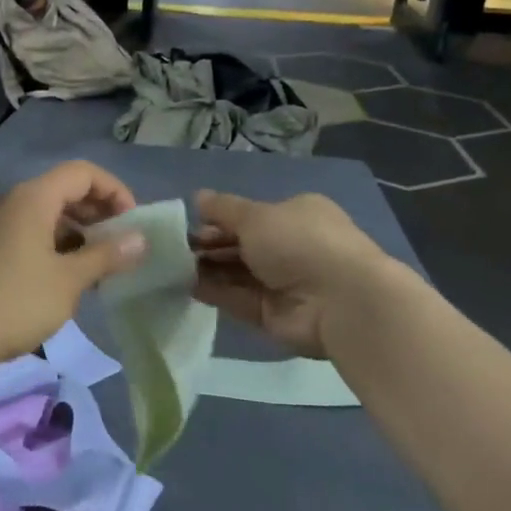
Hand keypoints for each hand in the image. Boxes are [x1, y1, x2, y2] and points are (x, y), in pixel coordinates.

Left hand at [0, 161, 145, 365]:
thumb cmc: (17, 301)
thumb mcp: (70, 280)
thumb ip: (107, 255)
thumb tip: (140, 239)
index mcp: (32, 198)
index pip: (83, 173)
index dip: (114, 190)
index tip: (131, 222)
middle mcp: (11, 201)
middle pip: (64, 190)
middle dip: (97, 212)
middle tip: (120, 243)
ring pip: (46, 214)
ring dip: (77, 231)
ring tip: (98, 264)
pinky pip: (28, 232)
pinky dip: (54, 244)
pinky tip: (67, 276)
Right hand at [190, 190, 393, 357]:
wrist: (340, 301)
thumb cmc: (299, 242)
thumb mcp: (256, 216)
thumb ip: (223, 210)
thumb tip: (197, 197)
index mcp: (296, 215)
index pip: (250, 216)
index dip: (219, 220)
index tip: (189, 225)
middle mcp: (291, 247)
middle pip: (241, 245)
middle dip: (209, 246)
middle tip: (173, 249)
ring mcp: (283, 283)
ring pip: (236, 273)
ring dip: (207, 269)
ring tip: (171, 267)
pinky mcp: (273, 314)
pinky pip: (238, 299)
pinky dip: (214, 292)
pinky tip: (185, 286)